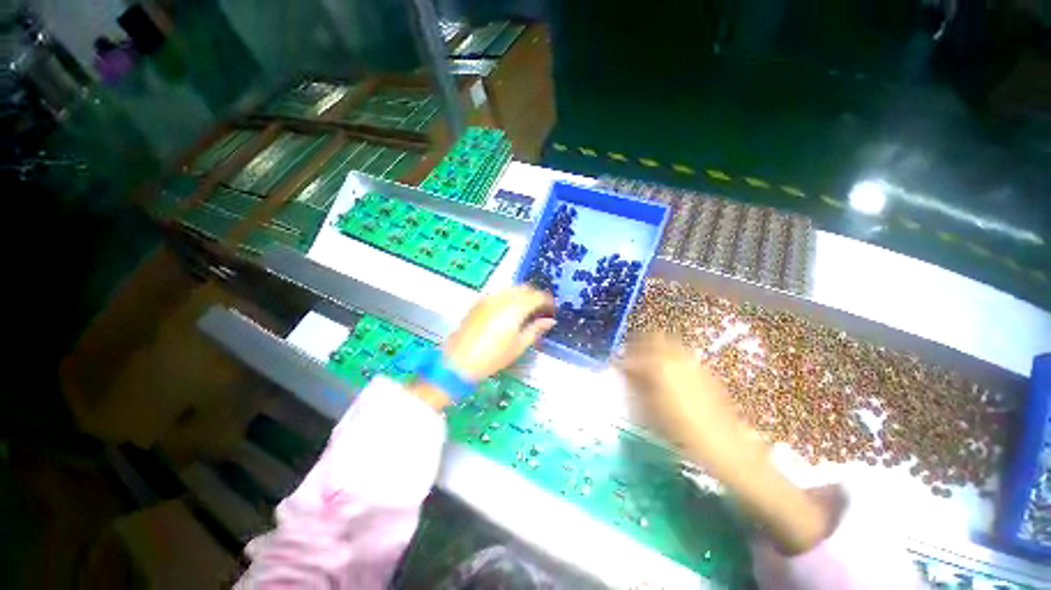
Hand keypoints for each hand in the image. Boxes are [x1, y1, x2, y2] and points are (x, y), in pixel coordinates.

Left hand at [444, 286, 555, 381]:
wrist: (460, 361)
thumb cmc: (493, 356)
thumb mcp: (519, 345)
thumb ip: (536, 329)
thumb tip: (549, 321)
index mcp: (516, 307)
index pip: (537, 296)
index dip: (547, 302)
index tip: (552, 310)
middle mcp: (503, 298)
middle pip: (524, 288)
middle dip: (535, 296)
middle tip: (540, 310)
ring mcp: (489, 298)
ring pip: (511, 289)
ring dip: (521, 295)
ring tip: (525, 311)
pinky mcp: (478, 302)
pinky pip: (498, 294)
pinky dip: (508, 298)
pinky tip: (507, 311)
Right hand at [619, 334, 755, 475]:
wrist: (721, 442)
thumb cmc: (679, 428)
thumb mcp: (649, 408)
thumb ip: (635, 384)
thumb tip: (626, 371)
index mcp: (659, 365)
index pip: (634, 355)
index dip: (623, 360)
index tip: (617, 366)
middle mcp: (676, 357)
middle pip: (654, 337)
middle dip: (640, 344)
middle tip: (631, 357)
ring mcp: (692, 362)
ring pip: (669, 344)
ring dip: (655, 349)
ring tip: (648, 364)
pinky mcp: (703, 371)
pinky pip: (682, 356)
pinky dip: (670, 358)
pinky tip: (668, 375)